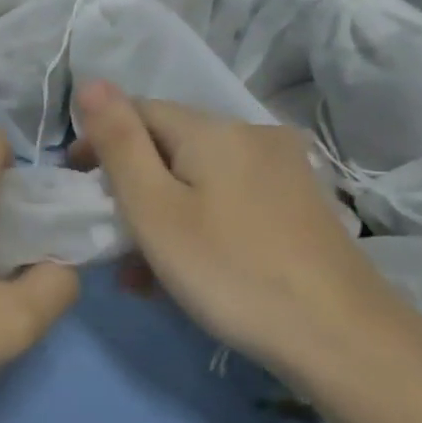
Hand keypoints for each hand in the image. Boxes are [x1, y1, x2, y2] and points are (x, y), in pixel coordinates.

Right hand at [70, 81, 409, 375]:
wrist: (342, 339)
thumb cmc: (230, 271)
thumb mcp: (154, 209)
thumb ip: (119, 143)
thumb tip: (92, 83)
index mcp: (215, 129)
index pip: (139, 112)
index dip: (101, 142)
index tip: (79, 187)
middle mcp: (253, 135)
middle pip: (170, 148)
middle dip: (132, 188)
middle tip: (109, 243)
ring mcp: (283, 170)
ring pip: (200, 179)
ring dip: (162, 215)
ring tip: (141, 275)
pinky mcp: (300, 205)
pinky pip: (230, 200)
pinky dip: (200, 224)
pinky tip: (188, 271)